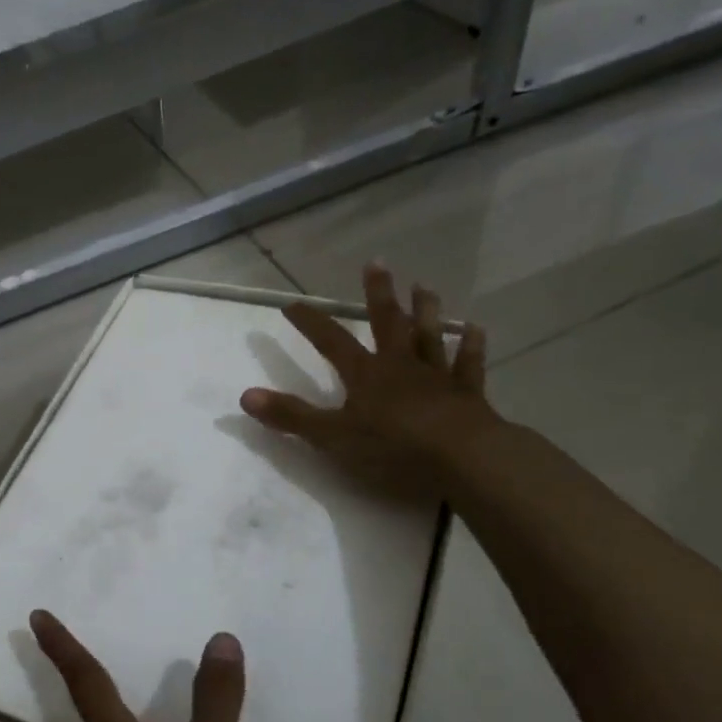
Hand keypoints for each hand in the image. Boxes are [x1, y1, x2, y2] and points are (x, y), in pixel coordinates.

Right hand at [240, 263, 492, 492]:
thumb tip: (245, 397)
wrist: (462, 458)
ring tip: (424, 286)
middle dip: (378, 294)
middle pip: (387, 323)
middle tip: (376, 263)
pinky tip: (476, 329)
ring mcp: (436, 377)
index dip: (310, 322)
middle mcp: (400, 365)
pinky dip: (471, 347)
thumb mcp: (332, 437)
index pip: (330, 341)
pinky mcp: (467, 395)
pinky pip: (468, 365)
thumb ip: (291, 416)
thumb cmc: (393, 448)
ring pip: (429, 336)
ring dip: (426, 311)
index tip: (292, 303)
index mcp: (365, 374)